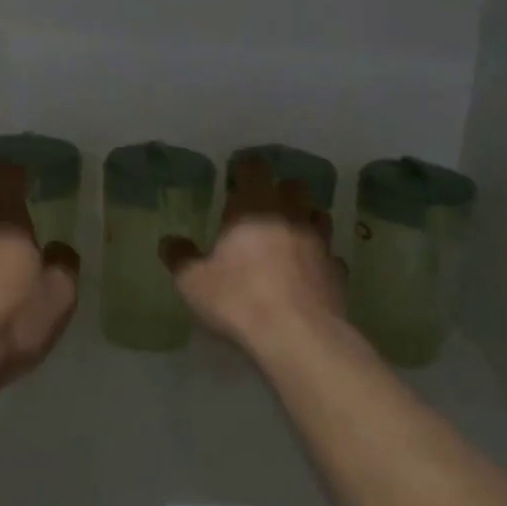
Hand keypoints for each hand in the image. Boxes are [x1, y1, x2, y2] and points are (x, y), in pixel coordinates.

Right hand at [159, 158, 347, 356]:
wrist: (299, 337)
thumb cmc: (239, 299)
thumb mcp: (194, 282)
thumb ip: (180, 257)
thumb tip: (169, 241)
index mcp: (254, 207)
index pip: (253, 168)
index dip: (245, 168)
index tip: (236, 176)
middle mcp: (291, 215)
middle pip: (293, 186)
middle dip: (280, 191)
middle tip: (263, 207)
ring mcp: (319, 242)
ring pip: (318, 215)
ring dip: (305, 219)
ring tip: (289, 235)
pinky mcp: (337, 272)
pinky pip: (330, 256)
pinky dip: (319, 258)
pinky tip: (308, 273)